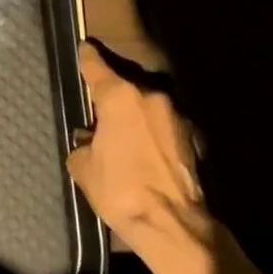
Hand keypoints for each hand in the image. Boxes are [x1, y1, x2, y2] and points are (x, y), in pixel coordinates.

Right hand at [67, 42, 220, 273]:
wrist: (174, 225)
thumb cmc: (122, 190)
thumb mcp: (84, 169)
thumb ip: (81, 146)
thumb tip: (86, 142)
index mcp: (120, 96)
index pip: (96, 66)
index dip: (87, 57)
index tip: (84, 48)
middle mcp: (149, 95)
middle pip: (124, 86)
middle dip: (112, 97)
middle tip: (98, 112)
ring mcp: (174, 115)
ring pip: (145, 106)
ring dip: (134, 117)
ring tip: (122, 138)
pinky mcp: (191, 137)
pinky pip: (160, 126)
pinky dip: (150, 134)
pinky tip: (142, 154)